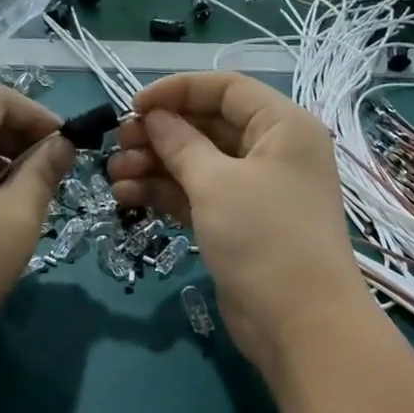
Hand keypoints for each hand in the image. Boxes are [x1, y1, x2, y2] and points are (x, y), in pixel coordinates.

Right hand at [107, 72, 371, 379]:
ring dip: (155, 166)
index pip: (226, 89)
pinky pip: (197, 196)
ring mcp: (255, 191)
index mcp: (282, 126)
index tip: (133, 105)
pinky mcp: (238, 224)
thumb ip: (181, 144)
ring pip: (198, 164)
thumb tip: (155, 117)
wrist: (298, 322)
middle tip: (118, 144)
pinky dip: (165, 194)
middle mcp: (272, 151)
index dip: (177, 91)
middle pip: (208, 126)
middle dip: (160, 133)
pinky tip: (127, 197)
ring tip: (114, 177)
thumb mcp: (217, 183)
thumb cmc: (264, 238)